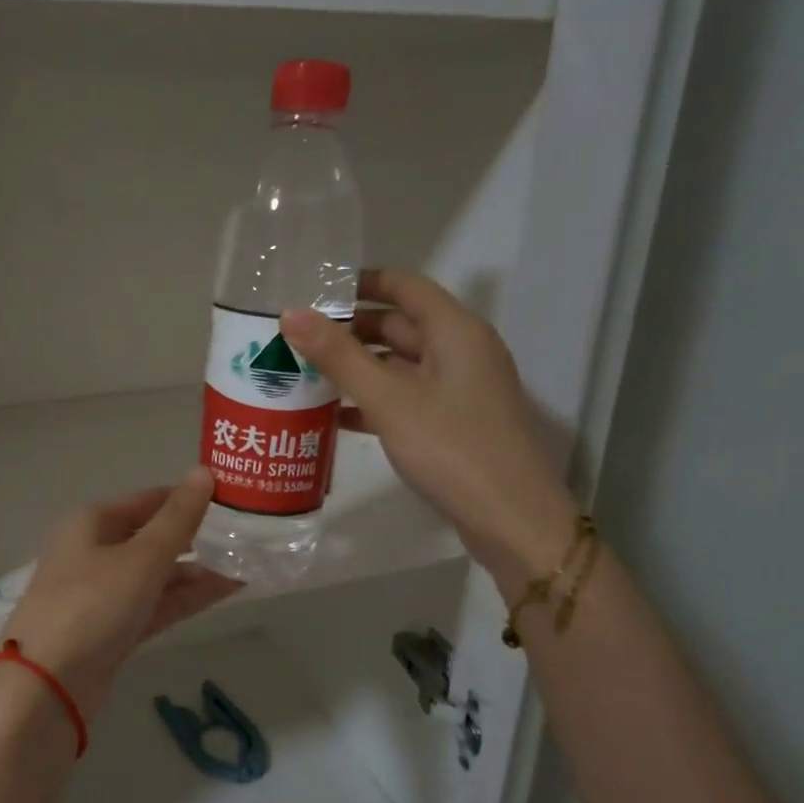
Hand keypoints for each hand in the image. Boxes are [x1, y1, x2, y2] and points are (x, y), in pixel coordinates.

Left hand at [0, 469, 240, 722]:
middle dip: (198, 537)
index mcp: (92, 523)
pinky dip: (187, 597)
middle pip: (154, 537)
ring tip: (248, 562)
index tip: (233, 498)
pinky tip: (227, 590)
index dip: (189, 498)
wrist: (47, 687)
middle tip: (248, 534)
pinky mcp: (114, 629)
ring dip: (199, 570)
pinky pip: (157, 604)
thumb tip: (203, 472)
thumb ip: (178, 518)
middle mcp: (95, 552)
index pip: (149, 501)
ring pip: (158, 574)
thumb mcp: (141, 557)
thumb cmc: (92, 605)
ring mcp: (104, 594)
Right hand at [281, 270, 579, 583]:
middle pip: (400, 326)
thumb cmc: (452, 448)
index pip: (405, 286)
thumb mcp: (389, 399)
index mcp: (456, 331)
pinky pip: (407, 399)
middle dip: (350, 329)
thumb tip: (291, 313)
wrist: (512, 520)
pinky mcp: (455, 424)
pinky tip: (335, 416)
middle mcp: (462, 352)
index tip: (314, 290)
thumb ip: (339, 356)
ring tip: (305, 374)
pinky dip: (374, 401)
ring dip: (358, 368)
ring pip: (400, 366)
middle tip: (297, 338)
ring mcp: (461, 390)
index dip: (361, 282)